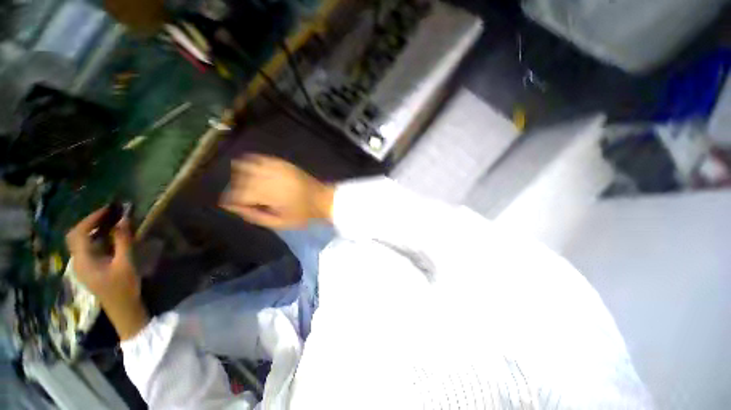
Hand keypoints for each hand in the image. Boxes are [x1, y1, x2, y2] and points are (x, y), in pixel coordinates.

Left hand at [66, 208, 147, 339]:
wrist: (122, 309)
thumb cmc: (124, 287)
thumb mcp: (126, 263)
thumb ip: (123, 241)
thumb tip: (123, 219)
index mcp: (83, 260)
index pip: (80, 232)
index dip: (92, 218)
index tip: (109, 209)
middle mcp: (77, 261)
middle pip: (76, 235)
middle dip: (90, 222)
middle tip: (109, 215)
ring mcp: (82, 265)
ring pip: (80, 241)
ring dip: (93, 229)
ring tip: (111, 223)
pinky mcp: (88, 268)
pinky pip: (87, 248)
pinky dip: (96, 238)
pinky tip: (110, 237)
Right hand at [220, 154, 334, 229]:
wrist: (322, 199)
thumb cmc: (303, 214)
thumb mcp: (280, 223)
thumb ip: (256, 216)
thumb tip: (234, 207)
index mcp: (271, 195)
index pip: (241, 194)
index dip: (232, 199)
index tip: (231, 204)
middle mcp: (272, 178)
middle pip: (242, 179)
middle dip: (237, 188)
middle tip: (240, 196)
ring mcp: (278, 168)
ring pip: (248, 166)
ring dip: (242, 174)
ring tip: (244, 183)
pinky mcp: (284, 163)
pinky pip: (262, 158)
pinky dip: (252, 161)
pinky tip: (249, 166)